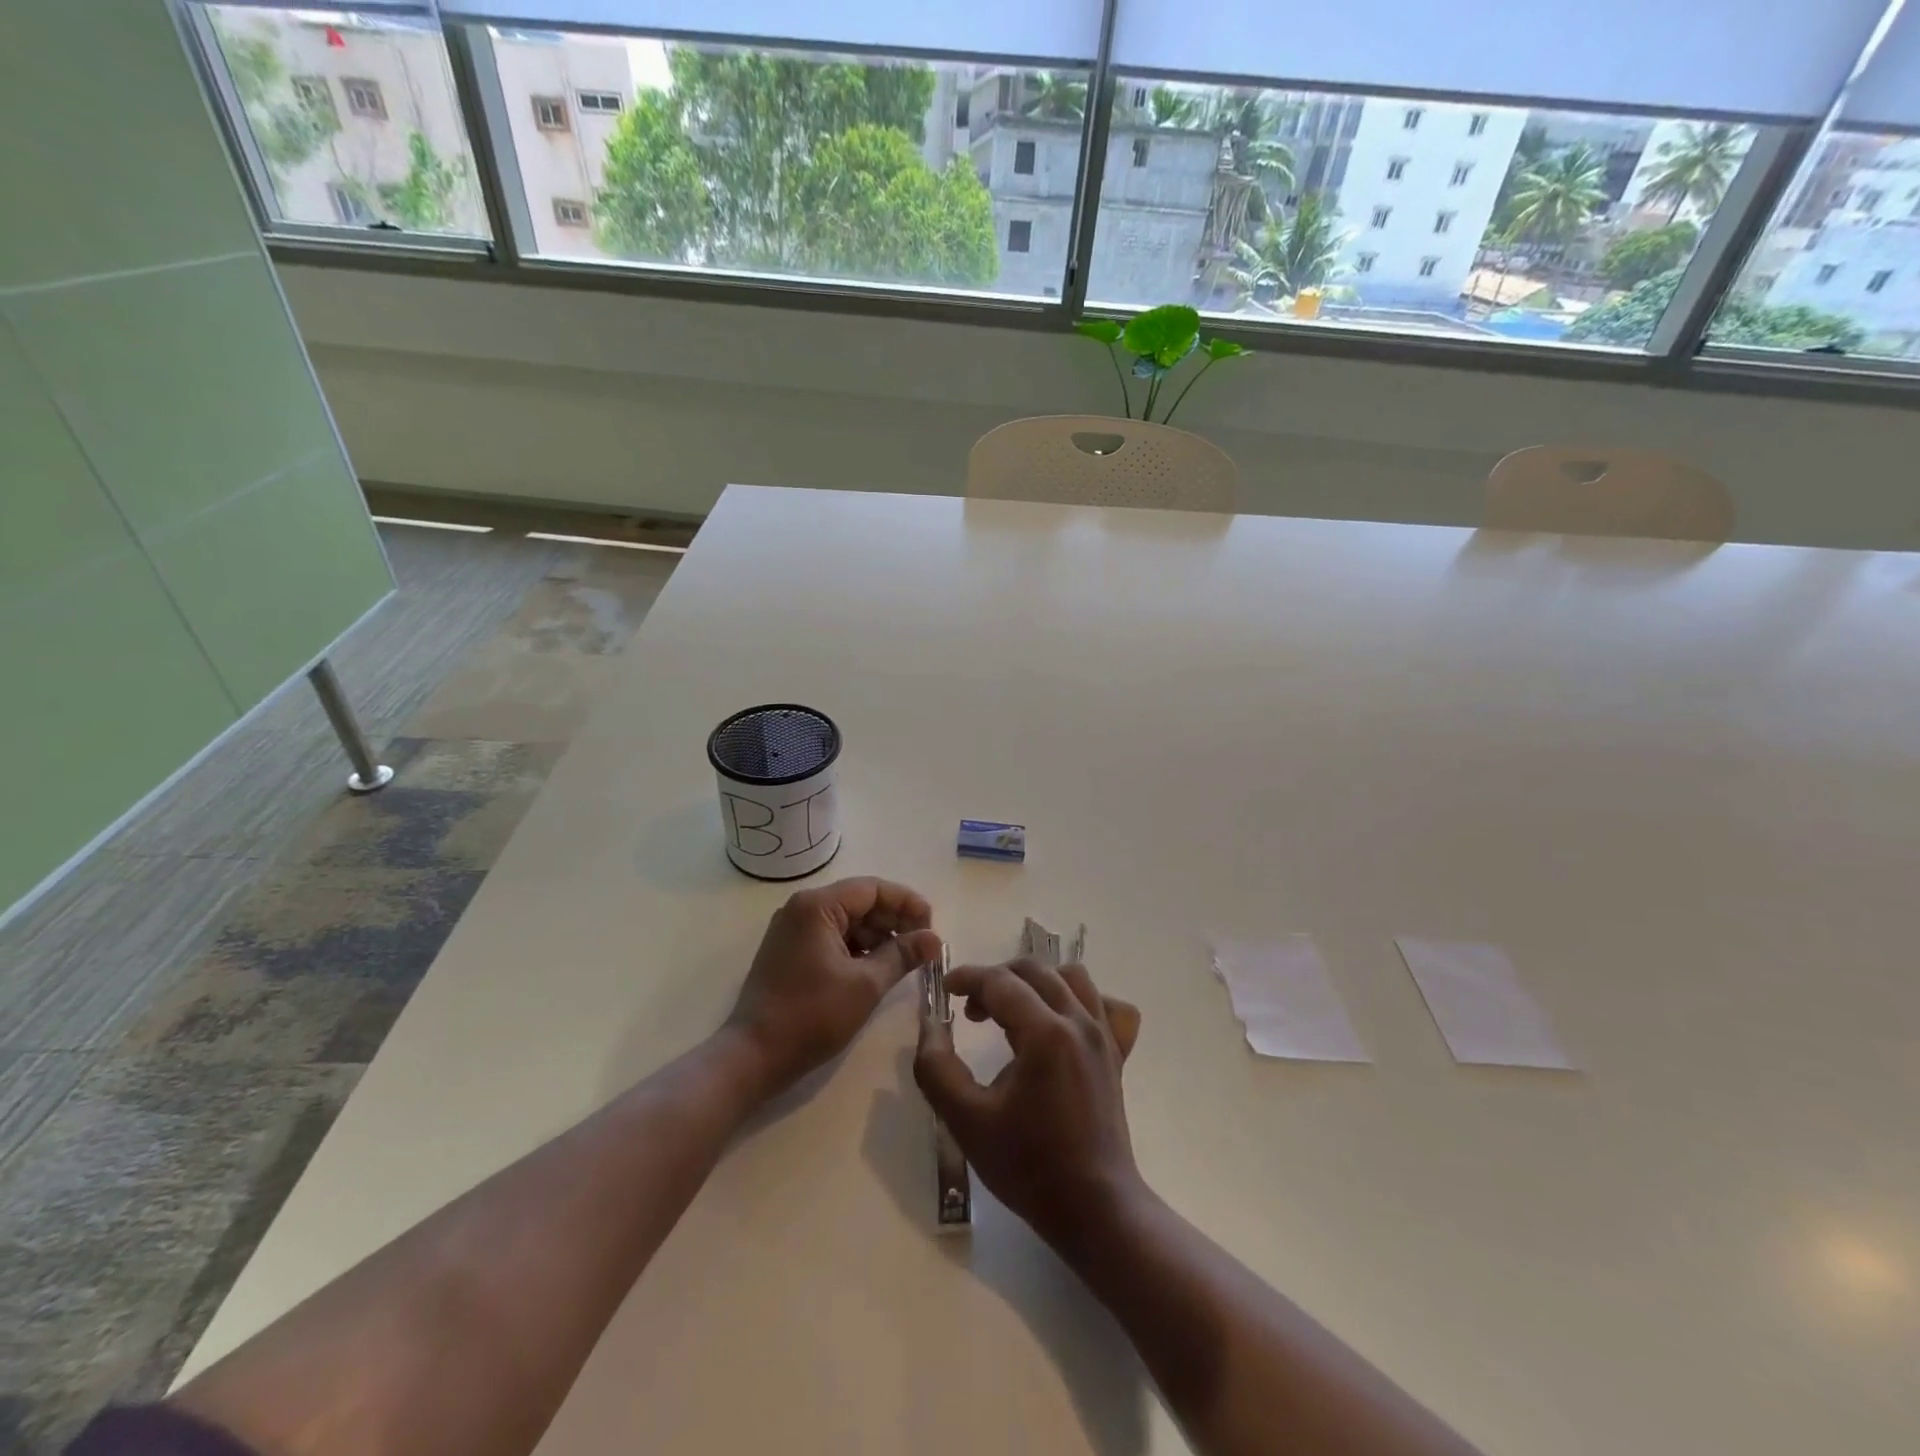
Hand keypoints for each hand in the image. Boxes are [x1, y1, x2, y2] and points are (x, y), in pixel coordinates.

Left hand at [727, 877, 941, 1098]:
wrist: (753, 1056)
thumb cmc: (811, 1016)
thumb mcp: (866, 985)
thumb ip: (902, 955)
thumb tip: (935, 939)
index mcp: (817, 906)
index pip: (873, 889)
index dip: (907, 904)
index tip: (932, 926)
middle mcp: (802, 908)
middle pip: (860, 902)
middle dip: (894, 921)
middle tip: (923, 946)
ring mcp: (793, 930)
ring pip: (848, 921)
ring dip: (878, 936)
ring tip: (906, 960)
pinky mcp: (790, 951)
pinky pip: (833, 937)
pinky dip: (858, 949)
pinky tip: (878, 968)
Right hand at [914, 958, 1142, 1249]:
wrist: (1095, 1208)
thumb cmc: (1028, 1166)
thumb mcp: (967, 1121)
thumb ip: (937, 1067)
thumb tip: (930, 1024)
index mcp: (1045, 1032)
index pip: (1000, 982)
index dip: (967, 978)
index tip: (944, 990)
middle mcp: (1079, 1021)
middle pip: (1035, 970)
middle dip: (997, 979)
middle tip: (971, 1010)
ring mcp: (1105, 1035)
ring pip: (1072, 977)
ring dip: (1036, 982)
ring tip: (1013, 1011)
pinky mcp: (1117, 1053)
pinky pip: (1105, 1004)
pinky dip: (1080, 1000)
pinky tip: (1062, 1023)